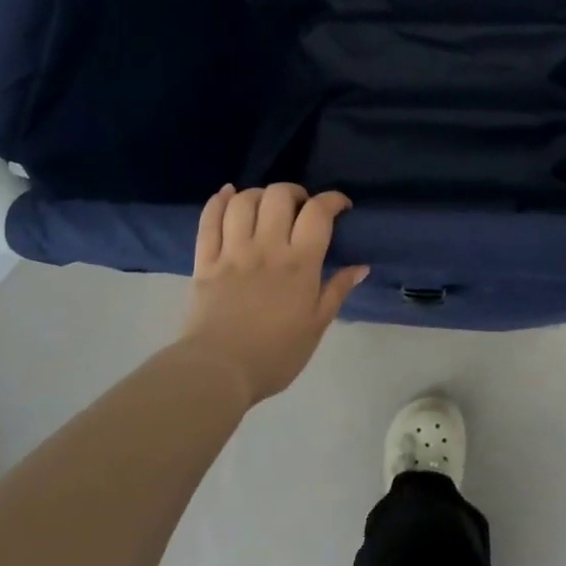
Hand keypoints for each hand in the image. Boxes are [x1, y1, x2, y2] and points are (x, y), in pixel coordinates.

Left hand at [178, 184, 367, 405]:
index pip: (318, 212)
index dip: (332, 199)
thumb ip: (337, 291)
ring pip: (244, 201)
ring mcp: (232, 251)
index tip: (341, 206)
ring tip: (267, 206)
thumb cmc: (275, 355)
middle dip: (295, 192)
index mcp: (299, 263)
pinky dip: (218, 200)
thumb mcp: (316, 327)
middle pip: (279, 196)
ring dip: (259, 194)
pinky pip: (208, 220)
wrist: (218, 372)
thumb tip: (361, 266)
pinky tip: (228, 194)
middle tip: (301, 208)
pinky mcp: (205, 260)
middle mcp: (266, 247)